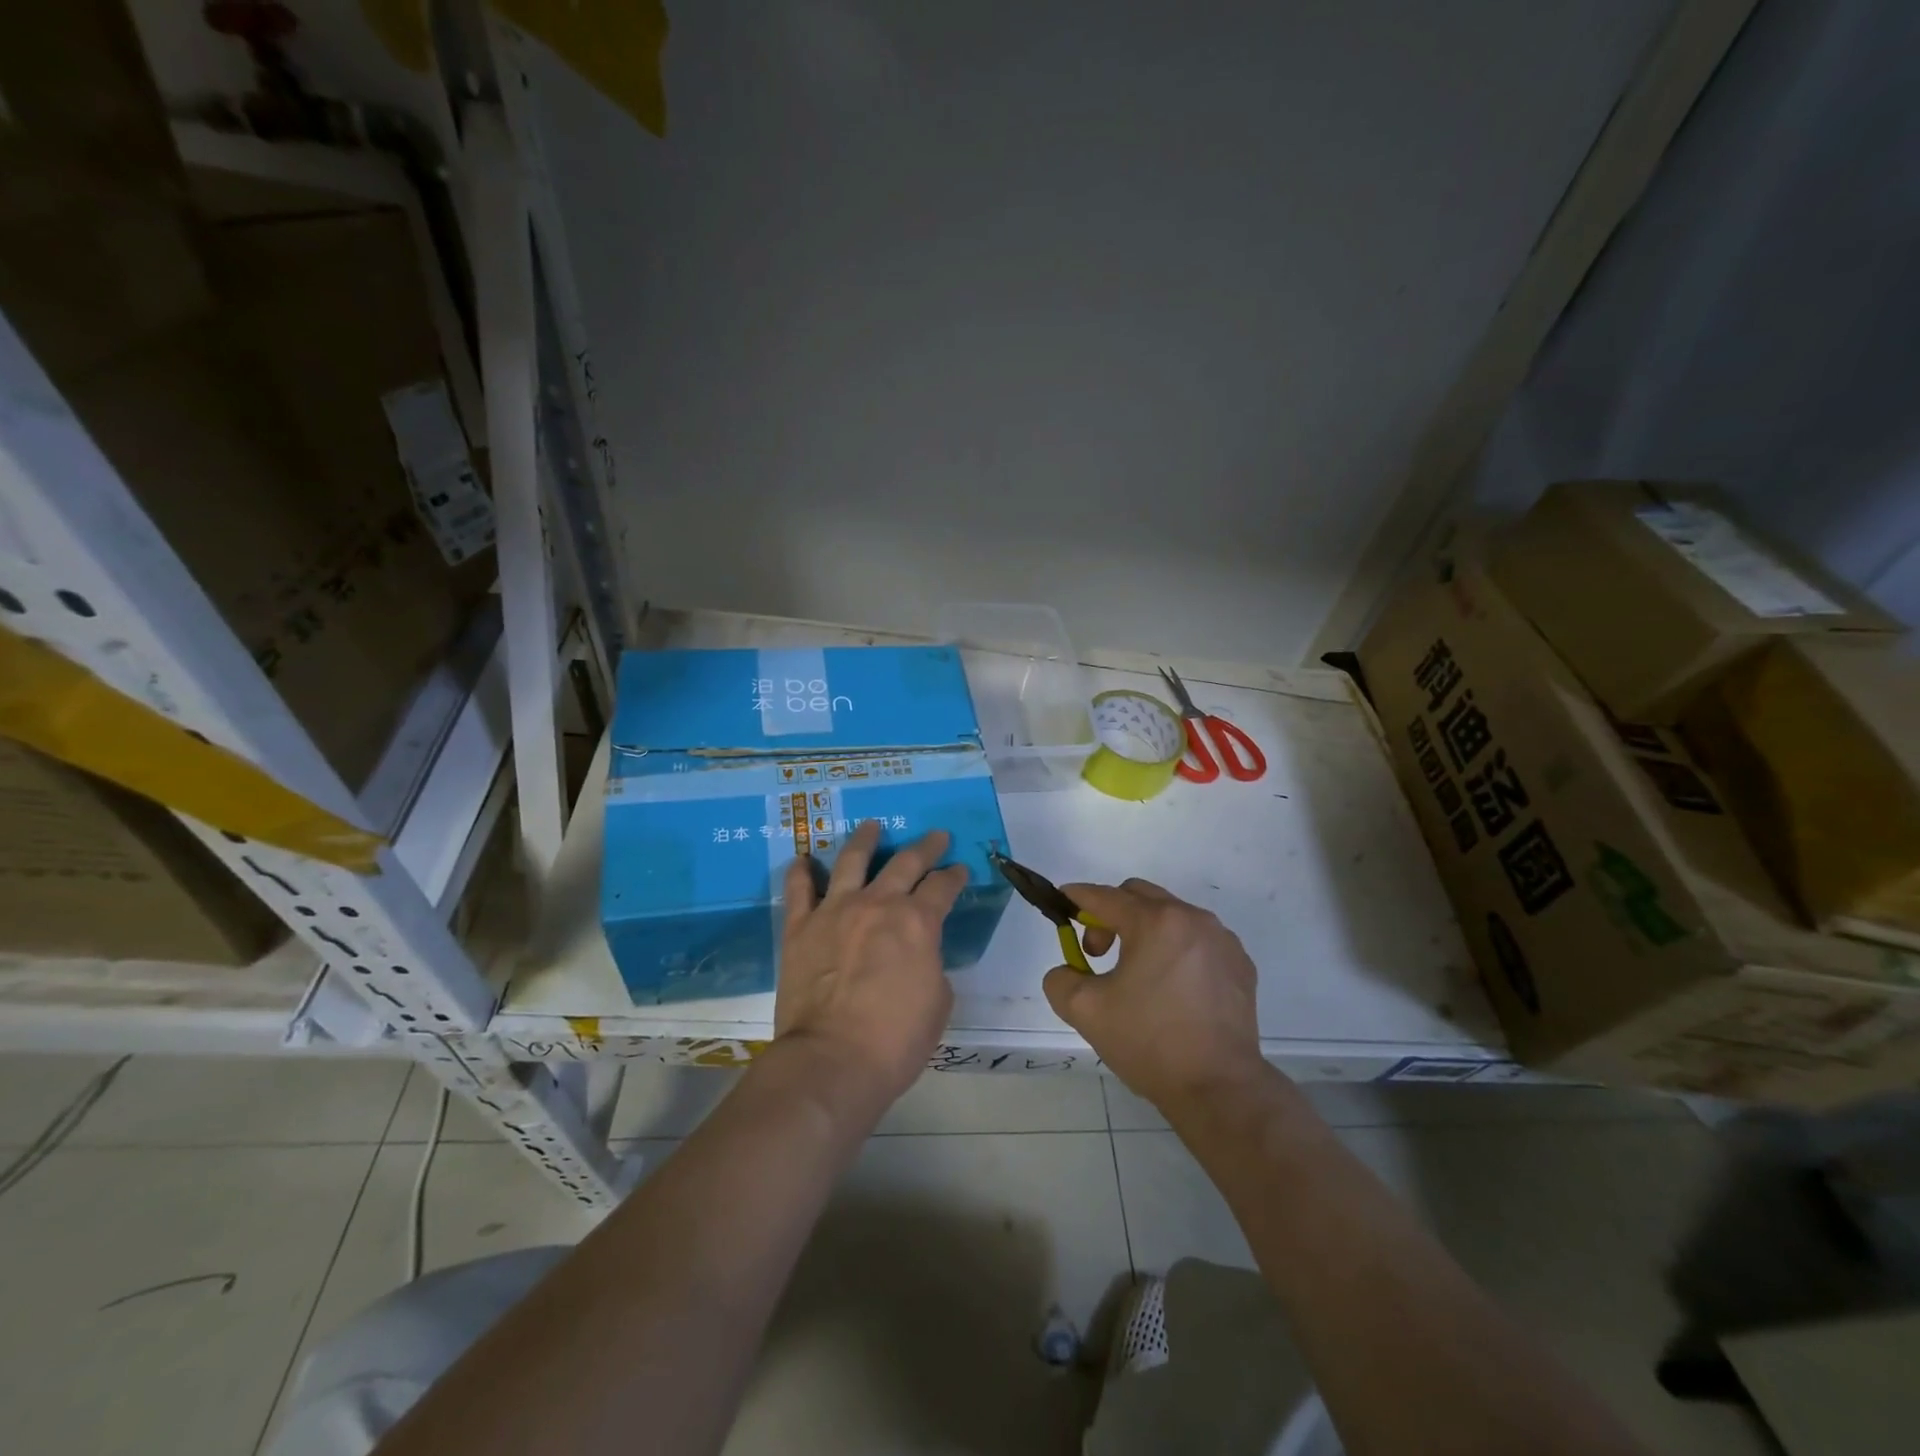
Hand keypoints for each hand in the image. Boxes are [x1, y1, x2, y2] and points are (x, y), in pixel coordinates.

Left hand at [774, 821, 964, 1111]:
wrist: (832, 1060)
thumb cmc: (896, 1040)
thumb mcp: (938, 1001)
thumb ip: (931, 963)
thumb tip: (918, 952)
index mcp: (917, 921)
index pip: (943, 887)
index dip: (955, 877)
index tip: (960, 871)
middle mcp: (877, 904)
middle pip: (905, 863)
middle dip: (925, 847)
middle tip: (936, 836)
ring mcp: (835, 911)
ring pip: (851, 860)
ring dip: (865, 840)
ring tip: (871, 826)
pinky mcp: (800, 927)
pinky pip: (799, 890)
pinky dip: (801, 871)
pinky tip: (804, 859)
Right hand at [1042, 879, 1269, 1113]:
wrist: (1219, 1088)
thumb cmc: (1150, 1042)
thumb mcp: (1085, 1011)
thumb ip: (1061, 979)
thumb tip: (1069, 970)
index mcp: (1155, 922)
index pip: (1105, 896)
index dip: (1078, 896)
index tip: (1061, 901)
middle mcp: (1192, 918)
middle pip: (1140, 897)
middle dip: (1111, 915)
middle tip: (1098, 953)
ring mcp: (1222, 940)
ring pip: (1171, 917)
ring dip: (1145, 932)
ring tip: (1136, 975)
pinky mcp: (1240, 965)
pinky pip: (1198, 941)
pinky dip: (1176, 950)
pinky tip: (1171, 989)